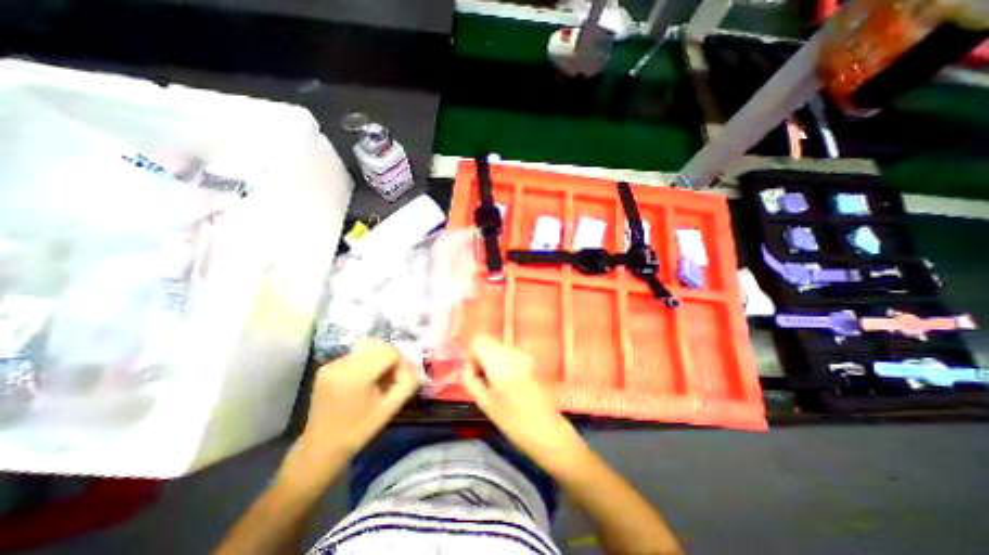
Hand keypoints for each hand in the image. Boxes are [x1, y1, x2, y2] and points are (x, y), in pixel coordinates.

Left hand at [302, 342, 415, 459]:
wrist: (321, 447)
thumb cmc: (360, 429)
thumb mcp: (391, 408)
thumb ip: (407, 383)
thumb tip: (408, 365)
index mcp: (357, 376)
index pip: (389, 352)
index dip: (398, 363)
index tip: (395, 381)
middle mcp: (342, 364)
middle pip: (378, 345)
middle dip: (388, 358)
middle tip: (388, 379)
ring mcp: (331, 364)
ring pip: (366, 348)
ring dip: (376, 359)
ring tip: (374, 380)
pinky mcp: (325, 367)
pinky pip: (354, 355)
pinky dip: (363, 363)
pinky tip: (360, 382)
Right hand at [462, 336, 580, 461]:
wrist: (544, 427)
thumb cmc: (511, 418)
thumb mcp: (483, 402)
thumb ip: (471, 379)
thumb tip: (469, 367)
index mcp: (497, 358)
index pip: (478, 342)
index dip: (473, 357)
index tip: (478, 376)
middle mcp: (511, 349)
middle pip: (489, 342)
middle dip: (483, 358)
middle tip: (487, 382)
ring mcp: (524, 352)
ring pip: (500, 347)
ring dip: (495, 360)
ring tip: (501, 384)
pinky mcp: (533, 359)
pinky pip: (513, 353)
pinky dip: (507, 362)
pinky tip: (513, 381)